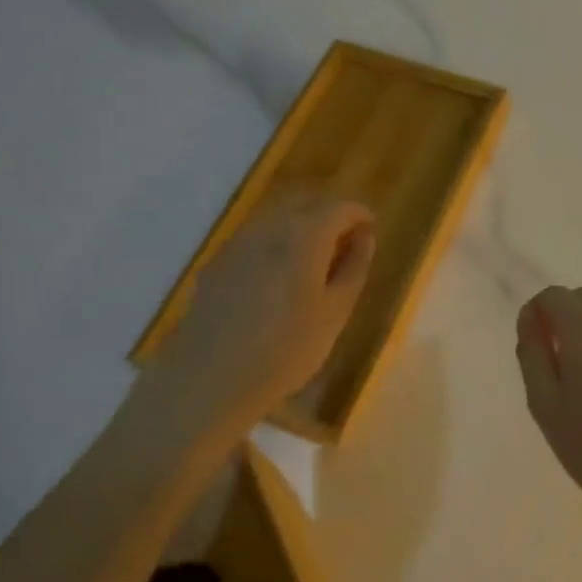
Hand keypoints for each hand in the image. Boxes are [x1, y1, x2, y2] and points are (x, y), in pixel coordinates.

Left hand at [141, 194, 375, 432]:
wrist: (210, 379)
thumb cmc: (286, 350)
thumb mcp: (335, 314)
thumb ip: (353, 269)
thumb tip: (365, 239)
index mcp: (304, 236)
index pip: (339, 207)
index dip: (360, 215)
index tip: (371, 232)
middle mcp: (269, 227)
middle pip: (305, 203)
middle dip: (330, 216)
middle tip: (346, 245)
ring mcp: (237, 242)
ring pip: (277, 217)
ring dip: (301, 228)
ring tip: (314, 263)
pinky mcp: (217, 262)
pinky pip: (255, 237)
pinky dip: (276, 244)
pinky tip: (278, 278)